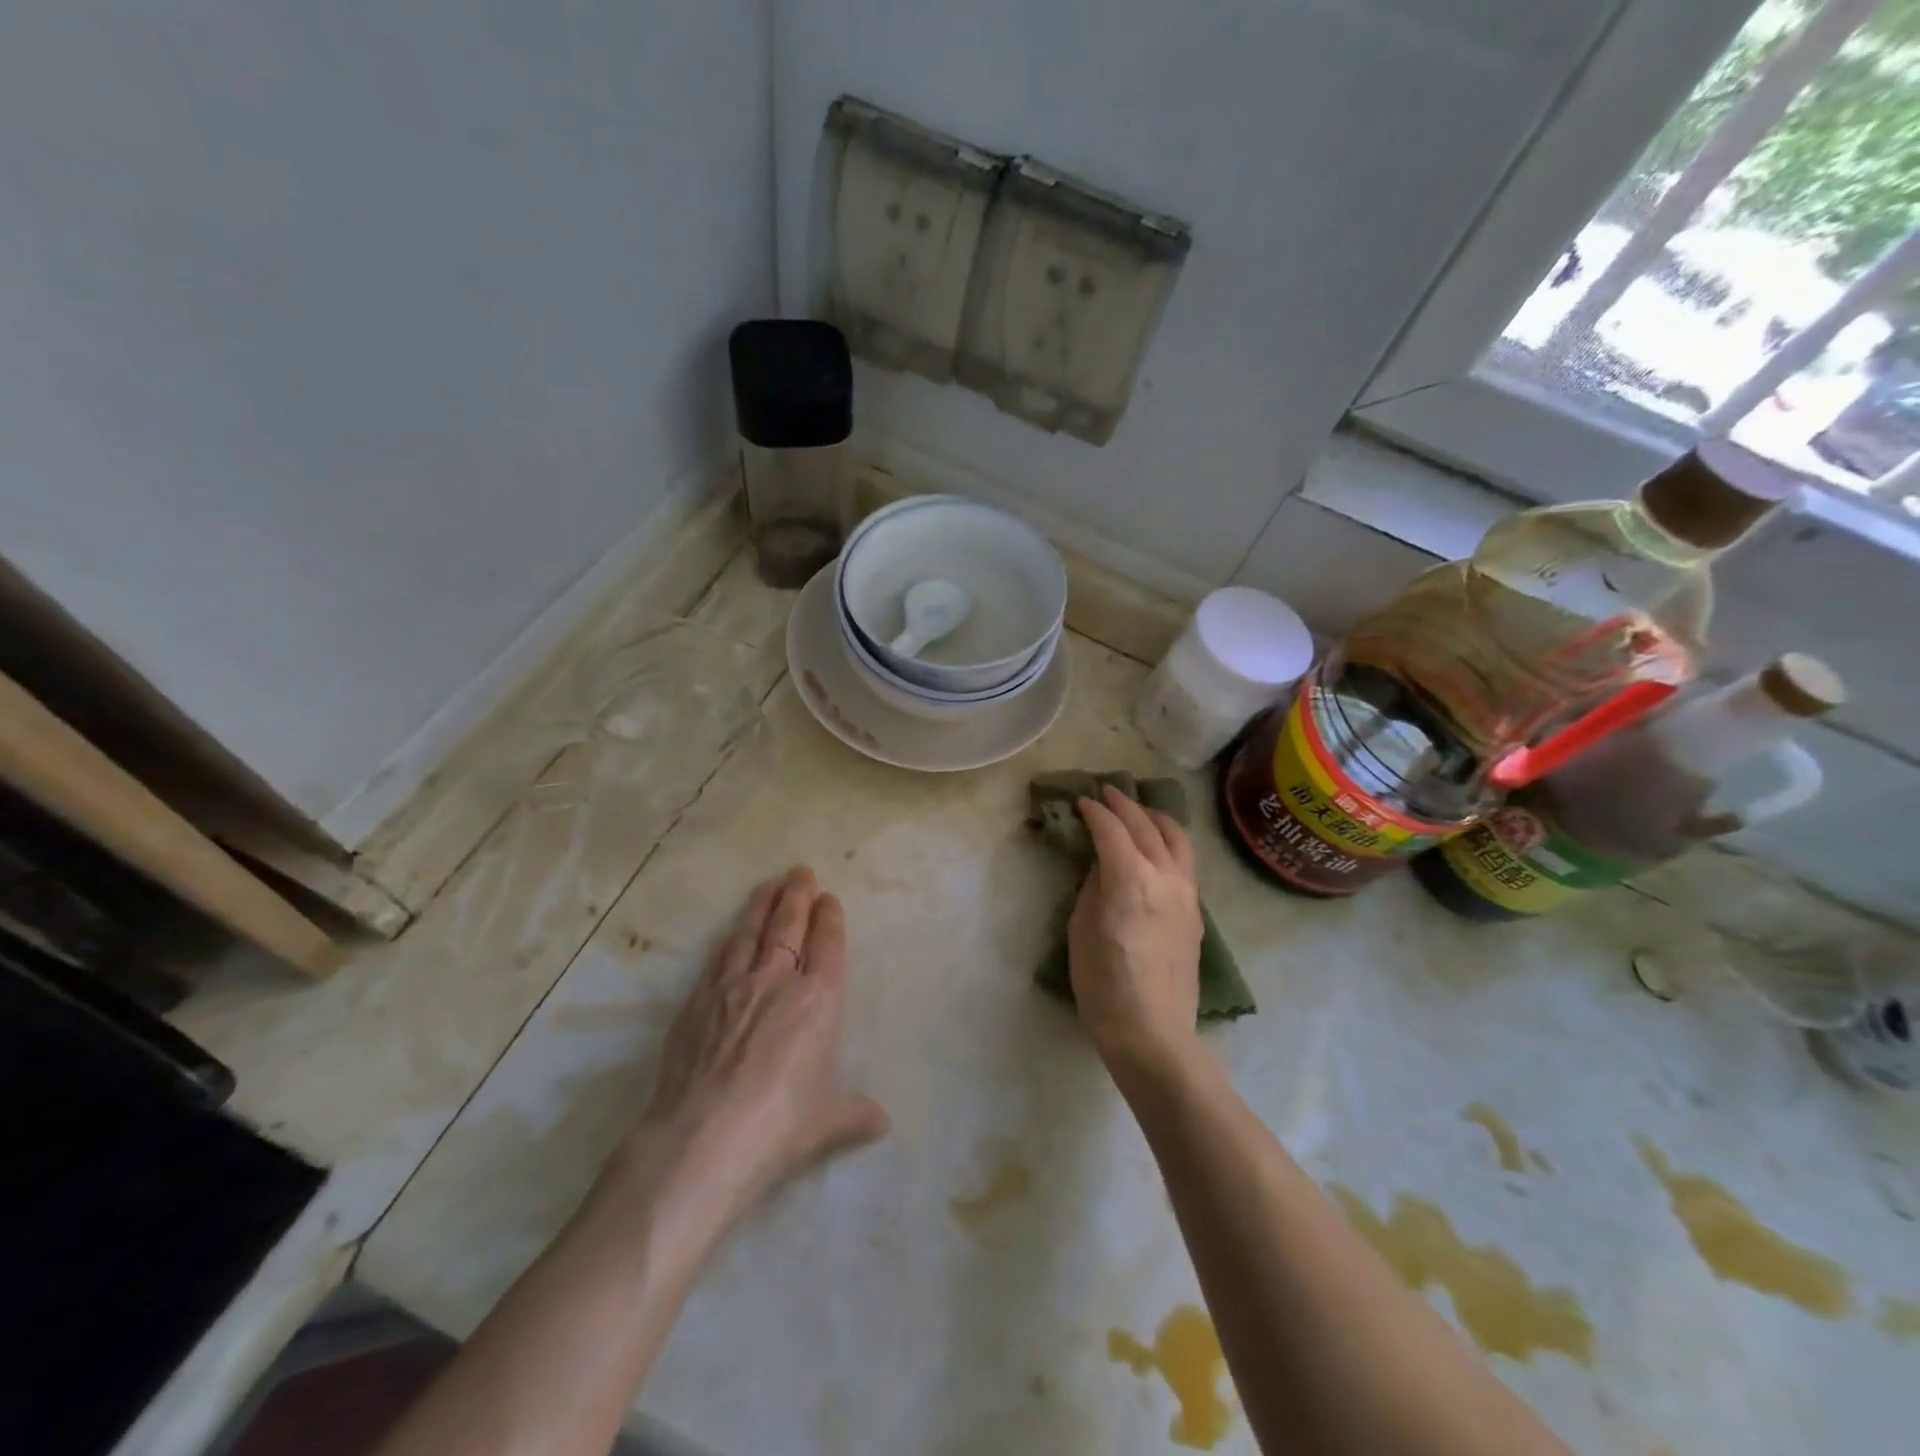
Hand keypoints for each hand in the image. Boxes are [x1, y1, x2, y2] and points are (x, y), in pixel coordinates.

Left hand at [605, 867, 888, 1235]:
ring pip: (750, 933)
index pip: (827, 945)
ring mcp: (731, 988)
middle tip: (800, 871)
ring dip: (761, 906)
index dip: (829, 918)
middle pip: (788, 926)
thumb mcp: (827, 1123)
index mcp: (818, 1001)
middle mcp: (776, 982)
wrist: (701, 1141)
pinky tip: (729, 936)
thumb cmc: (779, 1127)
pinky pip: (717, 961)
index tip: (829, 898)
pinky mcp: (696, 1004)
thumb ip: (854, 1114)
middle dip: (796, 895)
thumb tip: (881, 1123)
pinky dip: (728, 942)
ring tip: (768, 885)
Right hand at [1067, 787, 1203, 1077]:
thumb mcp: (1082, 928)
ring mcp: (1187, 894)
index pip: (1112, 830)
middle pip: (1146, 826)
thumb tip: (1104, 865)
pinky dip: (1170, 843)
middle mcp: (1165, 876)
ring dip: (1155, 818)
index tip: (1081, 802)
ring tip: (1140, 812)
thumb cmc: (1103, 982)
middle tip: (1107, 793)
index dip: (1094, 812)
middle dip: (1125, 805)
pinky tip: (1158, 848)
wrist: (1151, 1031)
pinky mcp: (1196, 912)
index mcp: (1131, 878)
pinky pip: (1185, 862)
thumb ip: (1094, 887)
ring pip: (1177, 839)